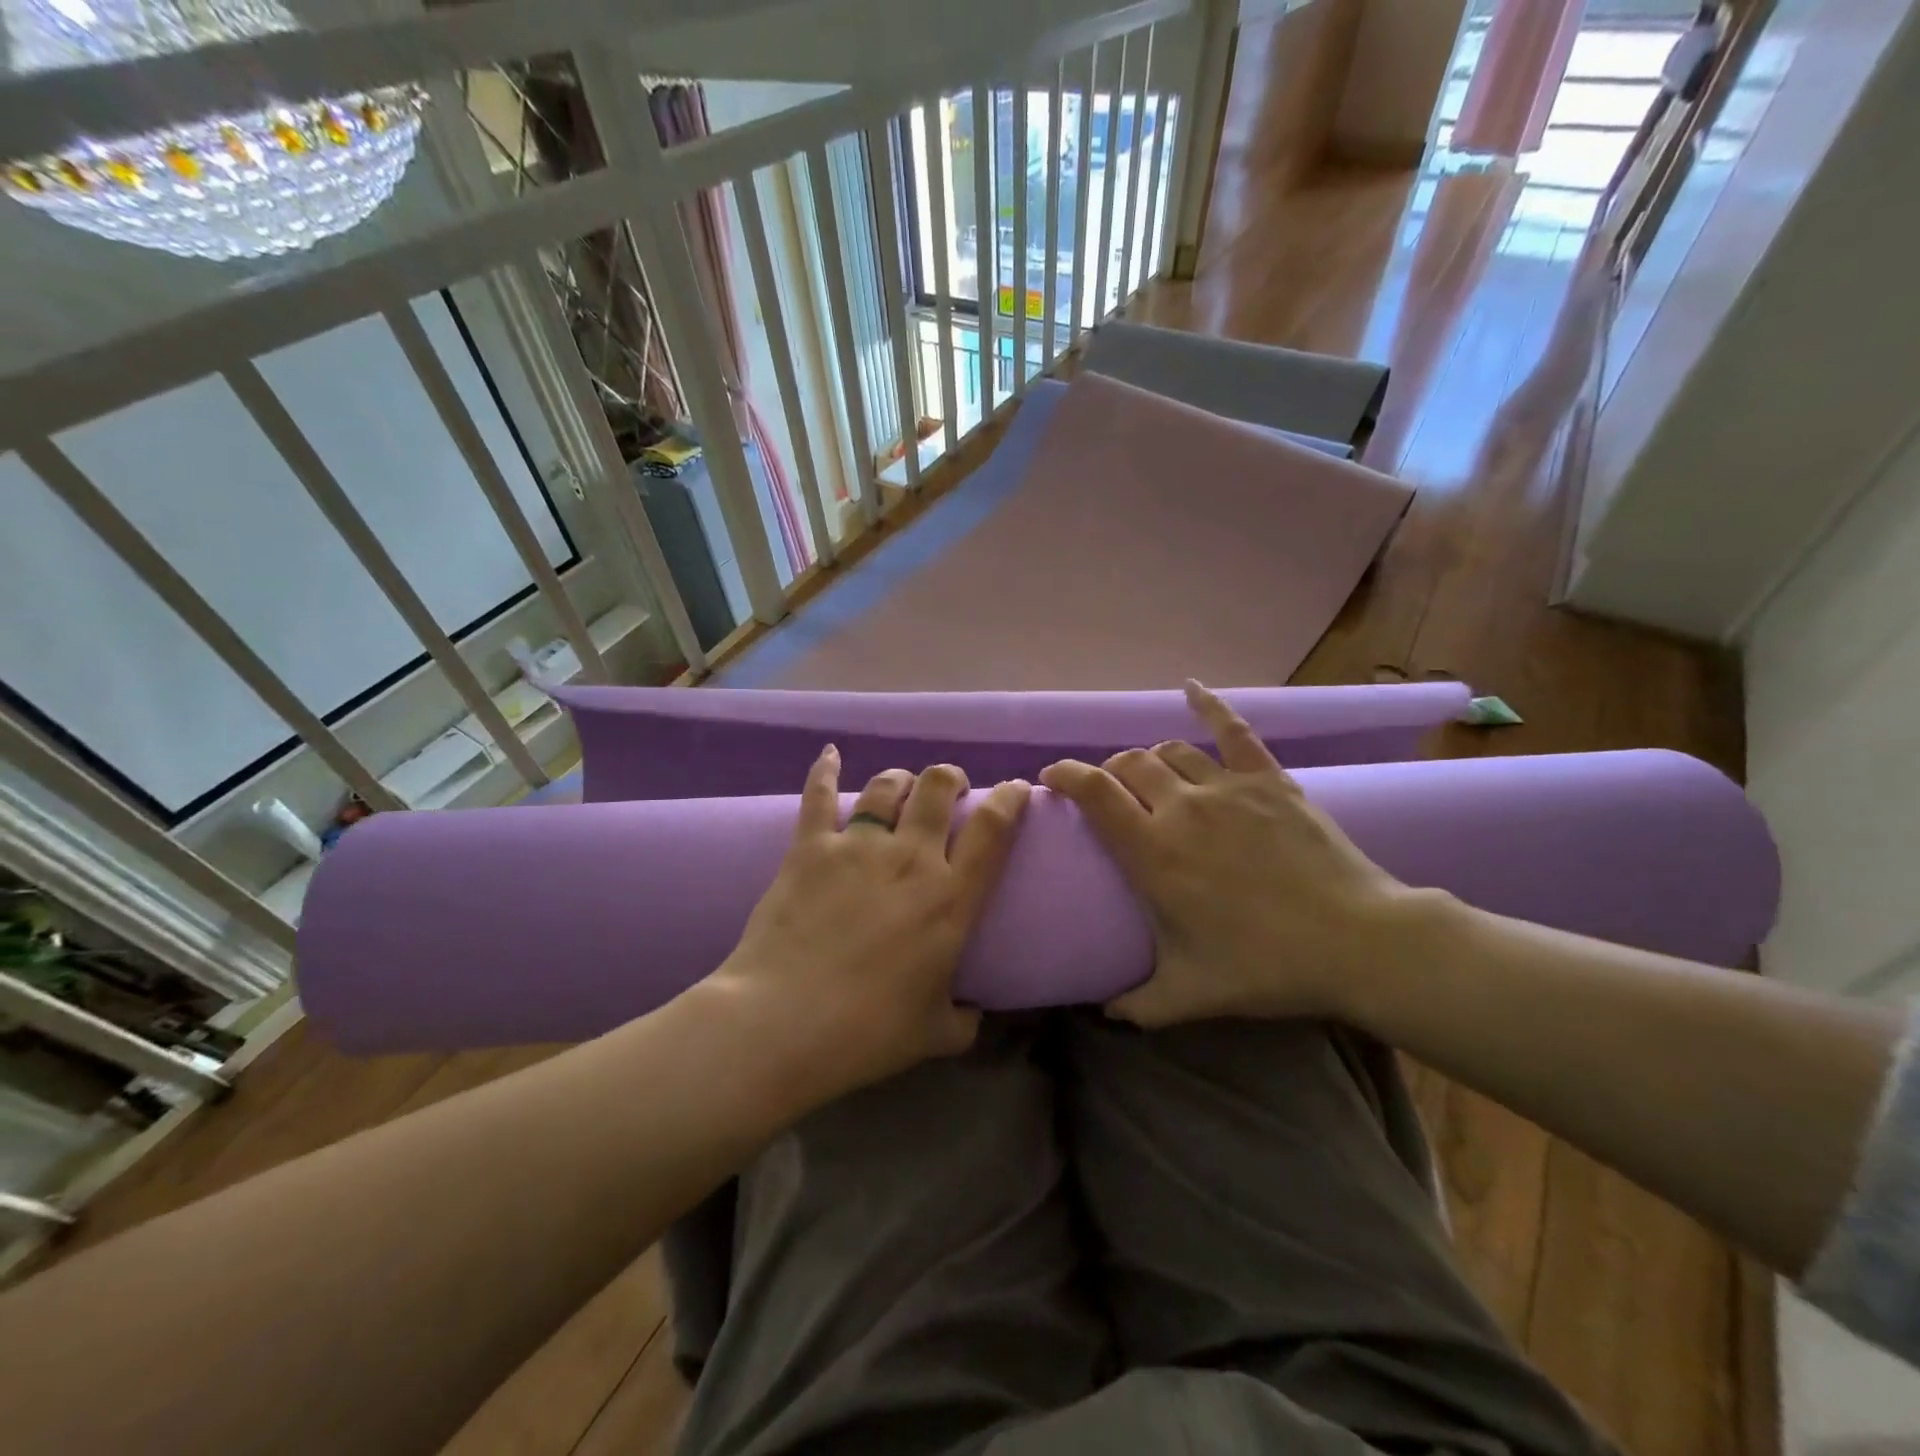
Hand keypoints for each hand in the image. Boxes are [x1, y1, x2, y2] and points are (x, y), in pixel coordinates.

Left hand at [711, 748, 1030, 1098]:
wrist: (783, 1023)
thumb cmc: (868, 1031)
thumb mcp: (934, 1033)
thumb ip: (964, 1019)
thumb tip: (974, 1014)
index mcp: (950, 898)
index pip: (994, 828)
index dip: (1010, 798)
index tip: (1015, 789)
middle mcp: (910, 858)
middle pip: (939, 787)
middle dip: (950, 778)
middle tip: (950, 790)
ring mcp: (858, 847)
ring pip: (888, 786)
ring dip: (901, 779)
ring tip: (902, 785)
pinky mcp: (810, 848)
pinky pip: (820, 796)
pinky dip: (826, 771)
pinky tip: (830, 754)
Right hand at [1040, 681, 1433, 1026]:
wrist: (1357, 942)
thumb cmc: (1264, 966)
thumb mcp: (1188, 994)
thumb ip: (1137, 1004)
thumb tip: (1105, 1014)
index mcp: (1152, 851)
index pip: (1093, 793)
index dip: (1065, 776)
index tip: (1051, 779)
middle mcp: (1181, 807)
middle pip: (1128, 764)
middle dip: (1108, 773)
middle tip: (1109, 793)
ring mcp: (1227, 787)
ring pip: (1170, 750)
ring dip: (1150, 759)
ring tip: (1150, 775)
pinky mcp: (1269, 779)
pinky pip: (1234, 730)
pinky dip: (1210, 706)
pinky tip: (1191, 690)